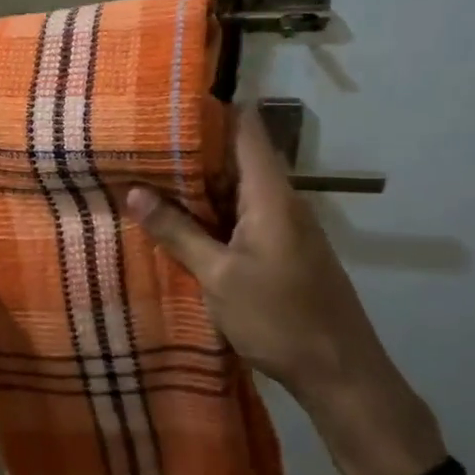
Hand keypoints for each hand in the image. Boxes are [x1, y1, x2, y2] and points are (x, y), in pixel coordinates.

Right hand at [126, 108, 445, 474]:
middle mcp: (279, 200)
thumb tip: (134, 191)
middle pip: (235, 156)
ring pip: (234, 188)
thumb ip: (178, 232)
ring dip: (196, 183)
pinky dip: (208, 211)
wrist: (341, 374)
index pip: (245, 128)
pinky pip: (239, 215)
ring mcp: (281, 225)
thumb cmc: (280, 319)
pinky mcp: (279, 249)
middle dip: (190, 148)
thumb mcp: (218, 277)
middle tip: (139, 140)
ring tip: (146, 172)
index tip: (167, 100)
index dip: (211, 108)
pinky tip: (175, 219)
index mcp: (270, 194)